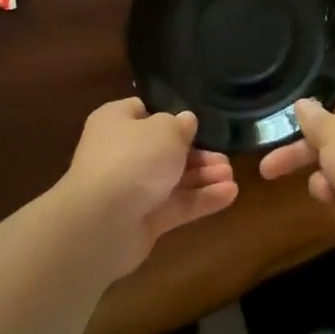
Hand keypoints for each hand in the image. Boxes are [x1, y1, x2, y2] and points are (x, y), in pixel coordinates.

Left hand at [59, 98, 239, 276]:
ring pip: (174, 179)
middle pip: (164, 149)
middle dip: (197, 153)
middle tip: (225, 156)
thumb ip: (181, 125)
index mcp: (116, 122)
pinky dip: (202, 199)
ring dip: (203, 176)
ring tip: (231, 175)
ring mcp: (132, 189)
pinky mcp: (144, 220)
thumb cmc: (133, 159)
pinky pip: (177, 205)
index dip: (169, 115)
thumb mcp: (165, 129)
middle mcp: (121, 153)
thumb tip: (186, 122)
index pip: (142, 111)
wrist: (103, 221)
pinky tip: (230, 194)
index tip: (195, 121)